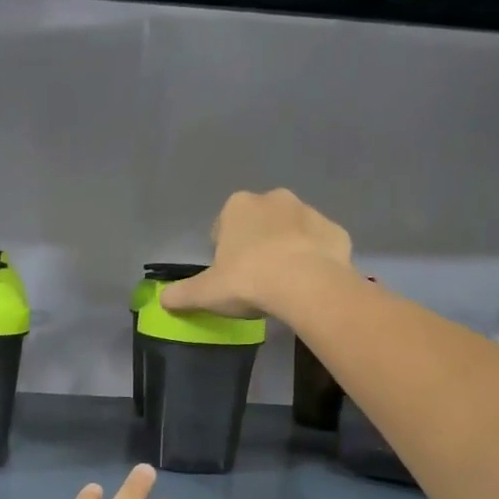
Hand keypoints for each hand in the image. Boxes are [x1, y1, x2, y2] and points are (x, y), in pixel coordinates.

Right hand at [161, 188, 352, 318]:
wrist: (307, 285)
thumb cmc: (249, 280)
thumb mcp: (206, 293)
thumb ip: (182, 294)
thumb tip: (162, 299)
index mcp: (238, 207)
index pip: (224, 225)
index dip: (224, 250)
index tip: (228, 274)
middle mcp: (274, 199)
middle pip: (259, 223)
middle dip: (257, 244)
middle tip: (255, 279)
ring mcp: (309, 212)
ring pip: (291, 231)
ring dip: (286, 249)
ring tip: (283, 283)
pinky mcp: (335, 231)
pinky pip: (319, 244)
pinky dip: (314, 259)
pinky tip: (309, 283)